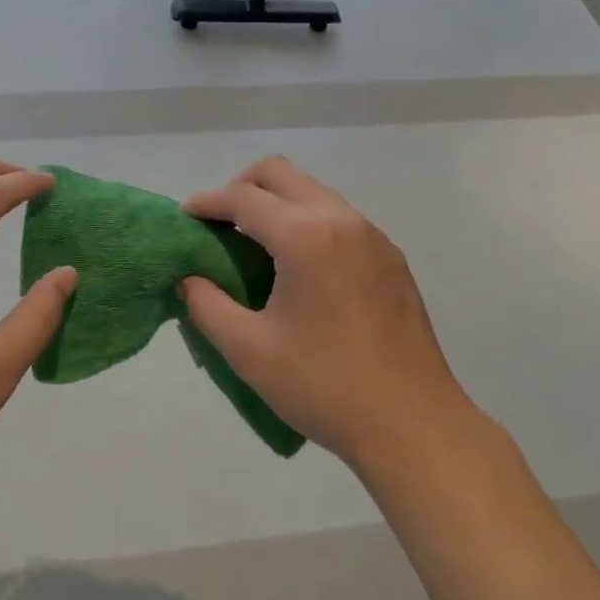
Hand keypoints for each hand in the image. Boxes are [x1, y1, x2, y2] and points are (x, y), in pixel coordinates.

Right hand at [181, 156, 475, 478]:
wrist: (414, 425)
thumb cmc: (325, 387)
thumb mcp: (250, 351)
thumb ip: (207, 305)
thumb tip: (190, 278)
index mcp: (305, 236)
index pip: (243, 197)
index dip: (207, 202)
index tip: (184, 216)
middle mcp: (340, 219)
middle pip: (280, 173)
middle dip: (242, 187)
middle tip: (220, 225)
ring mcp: (372, 235)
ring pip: (312, 191)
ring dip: (277, 203)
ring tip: (256, 247)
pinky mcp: (390, 256)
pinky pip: (338, 217)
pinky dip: (307, 222)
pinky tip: (300, 268)